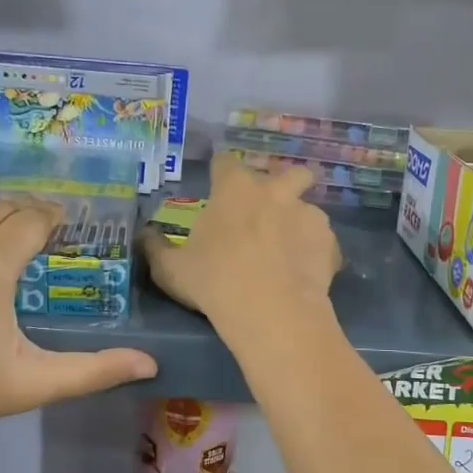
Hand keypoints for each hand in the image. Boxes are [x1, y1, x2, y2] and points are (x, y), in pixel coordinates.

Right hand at [144, 153, 341, 324]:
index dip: (221, 171)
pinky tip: (305, 274)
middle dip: (282, 184)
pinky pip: (323, 242)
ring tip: (290, 250)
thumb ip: (156, 248)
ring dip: (299, 221)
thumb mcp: (172, 270)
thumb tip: (143, 235)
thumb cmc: (214, 281)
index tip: (217, 184)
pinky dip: (315, 252)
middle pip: (289, 172)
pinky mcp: (330, 243)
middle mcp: (275, 192)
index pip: (226, 162)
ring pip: (308, 207)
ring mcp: (307, 215)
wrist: (271, 311)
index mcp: (234, 189)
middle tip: (269, 209)